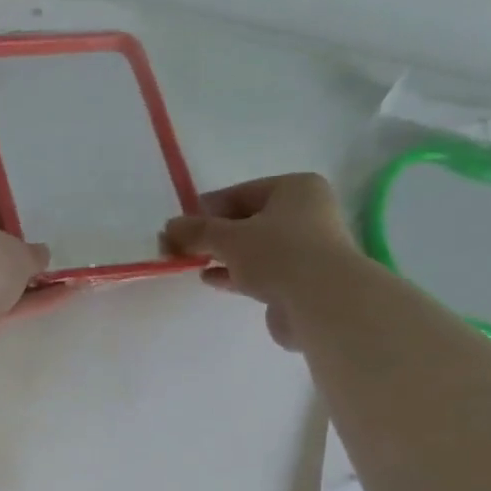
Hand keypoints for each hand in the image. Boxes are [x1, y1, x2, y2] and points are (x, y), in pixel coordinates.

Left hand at [0, 195, 69, 360]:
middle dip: (12, 258)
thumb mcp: (19, 249)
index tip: (28, 230)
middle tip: (43, 260)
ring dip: (25, 284)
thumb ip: (31, 253)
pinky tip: (62, 299)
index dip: (4, 219)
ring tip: (66, 282)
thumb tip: (38, 254)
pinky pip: (0, 307)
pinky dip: (27, 304)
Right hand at [162, 172, 359, 349]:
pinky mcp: (300, 280)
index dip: (206, 210)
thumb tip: (169, 227)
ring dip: (223, 256)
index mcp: (295, 189)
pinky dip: (235, 274)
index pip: (240, 193)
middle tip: (181, 248)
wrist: (321, 301)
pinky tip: (211, 279)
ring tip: (192, 264)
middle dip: (213, 235)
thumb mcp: (229, 238)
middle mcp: (306, 213)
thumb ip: (197, 232)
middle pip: (247, 220)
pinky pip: (260, 271)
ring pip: (254, 248)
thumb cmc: (278, 254)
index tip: (179, 227)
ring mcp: (306, 248)